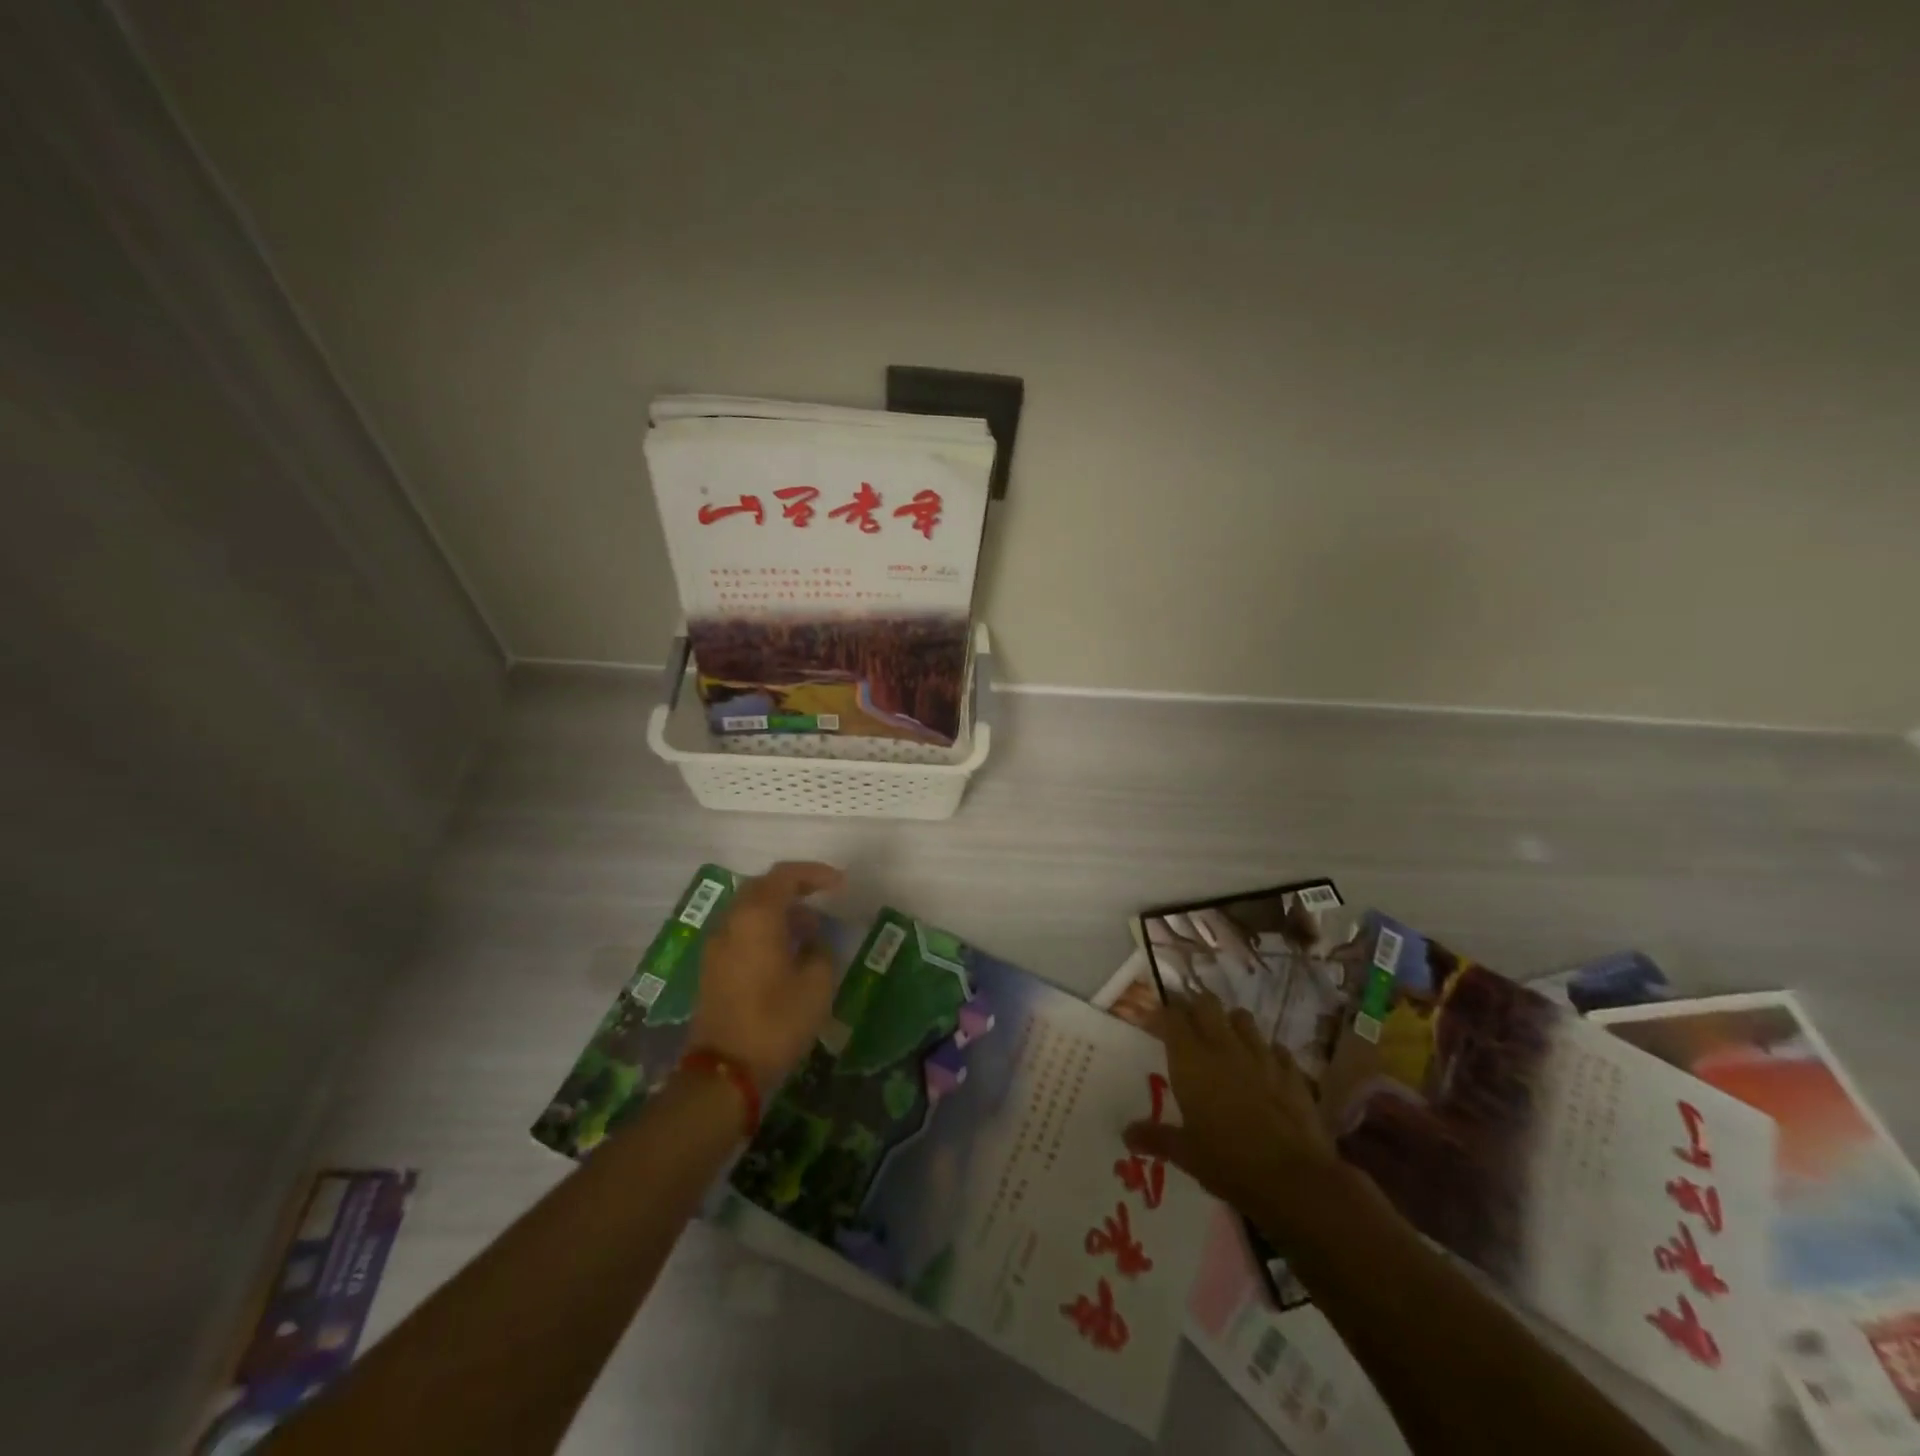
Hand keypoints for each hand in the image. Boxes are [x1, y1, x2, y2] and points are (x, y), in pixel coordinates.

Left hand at [688, 861, 844, 1089]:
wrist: (724, 1072)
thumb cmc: (776, 1022)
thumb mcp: (816, 985)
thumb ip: (820, 951)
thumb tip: (813, 941)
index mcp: (756, 917)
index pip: (785, 876)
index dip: (814, 873)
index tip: (840, 883)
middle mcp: (731, 922)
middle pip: (762, 887)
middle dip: (794, 887)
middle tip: (823, 897)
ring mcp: (717, 945)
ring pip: (749, 910)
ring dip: (779, 910)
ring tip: (810, 928)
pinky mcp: (712, 968)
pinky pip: (741, 931)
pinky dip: (765, 928)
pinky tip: (786, 950)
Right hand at [1123, 990, 1352, 1246]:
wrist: (1294, 1180)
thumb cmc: (1228, 1162)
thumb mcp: (1185, 1154)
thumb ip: (1156, 1137)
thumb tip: (1126, 1134)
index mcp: (1191, 1060)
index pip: (1172, 1015)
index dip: (1162, 1013)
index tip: (1154, 1021)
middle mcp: (1224, 1047)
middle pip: (1207, 1003)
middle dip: (1195, 1006)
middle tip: (1188, 1024)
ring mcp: (1262, 1056)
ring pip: (1243, 1018)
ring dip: (1231, 1023)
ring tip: (1226, 1041)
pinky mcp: (1292, 1072)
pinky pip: (1277, 1049)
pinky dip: (1267, 1053)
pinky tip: (1265, 1069)